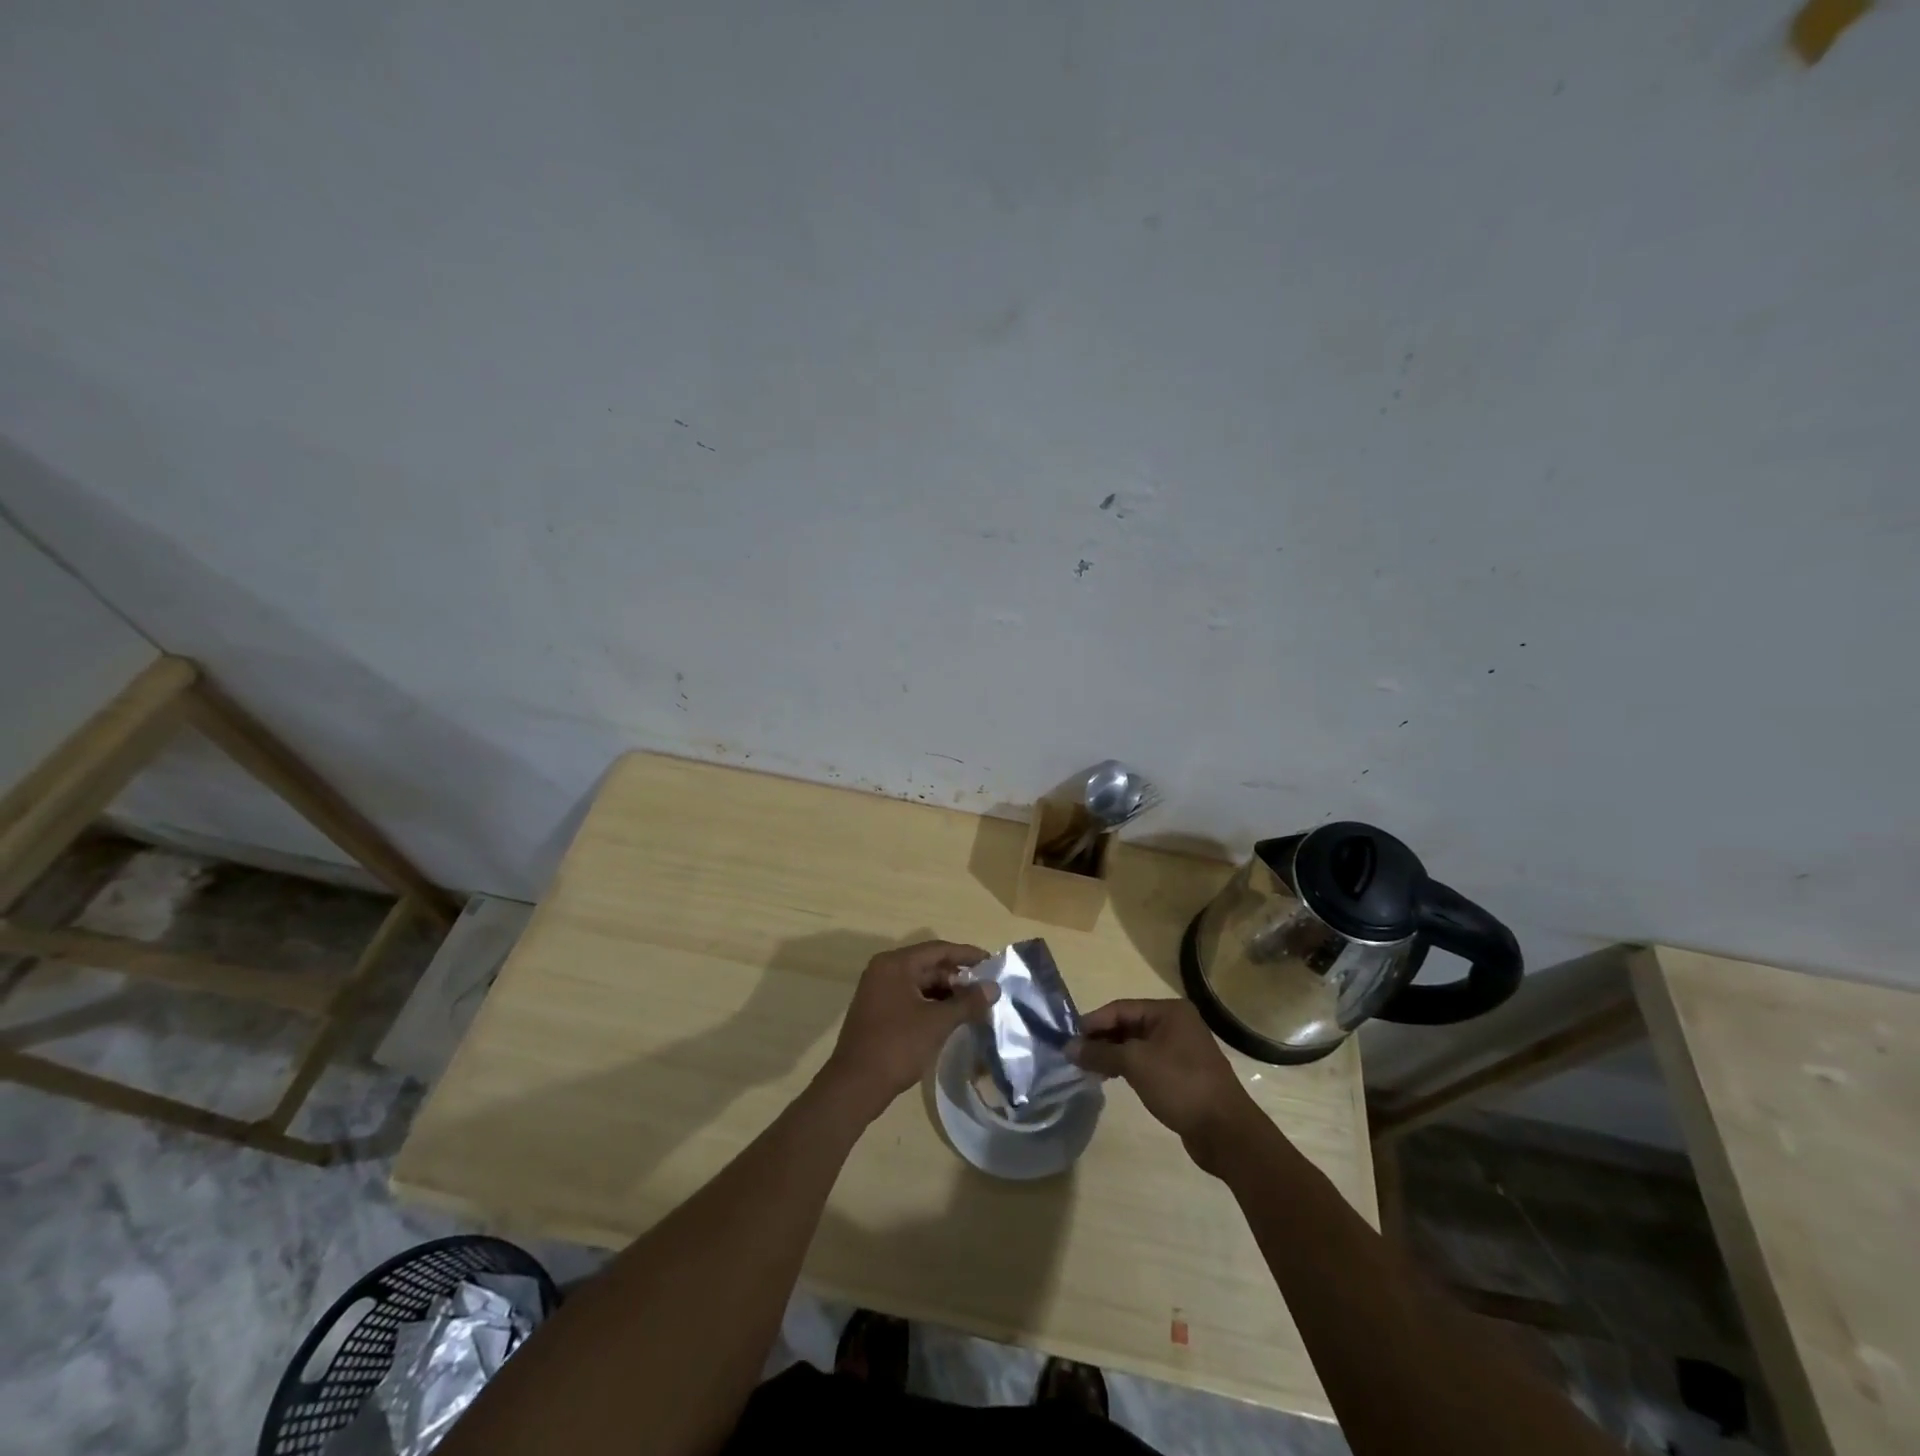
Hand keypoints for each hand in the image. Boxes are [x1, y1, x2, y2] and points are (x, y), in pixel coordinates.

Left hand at [821, 940, 995, 1119]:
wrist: (855, 1086)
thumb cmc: (897, 1046)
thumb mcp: (937, 1022)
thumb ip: (967, 1002)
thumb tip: (994, 987)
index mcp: (895, 964)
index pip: (938, 950)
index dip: (967, 955)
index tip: (993, 963)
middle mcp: (884, 970)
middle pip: (929, 965)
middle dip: (958, 977)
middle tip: (987, 989)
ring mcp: (879, 991)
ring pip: (920, 983)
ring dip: (946, 992)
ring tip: (974, 1005)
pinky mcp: (878, 1011)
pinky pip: (911, 998)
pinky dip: (932, 1004)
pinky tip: (951, 1017)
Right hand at [1069, 999, 1262, 1172]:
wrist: (1226, 1132)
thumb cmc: (1180, 1085)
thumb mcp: (1135, 1063)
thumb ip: (1100, 1052)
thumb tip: (1069, 1047)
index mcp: (1169, 1011)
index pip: (1121, 1008)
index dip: (1093, 1022)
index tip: (1068, 1039)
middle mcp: (1176, 1024)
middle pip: (1128, 1025)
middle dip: (1101, 1039)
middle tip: (1074, 1056)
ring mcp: (1180, 1050)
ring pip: (1136, 1045)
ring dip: (1112, 1054)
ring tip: (1087, 1068)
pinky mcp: (1181, 1074)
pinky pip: (1146, 1062)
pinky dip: (1126, 1067)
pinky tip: (1109, 1077)